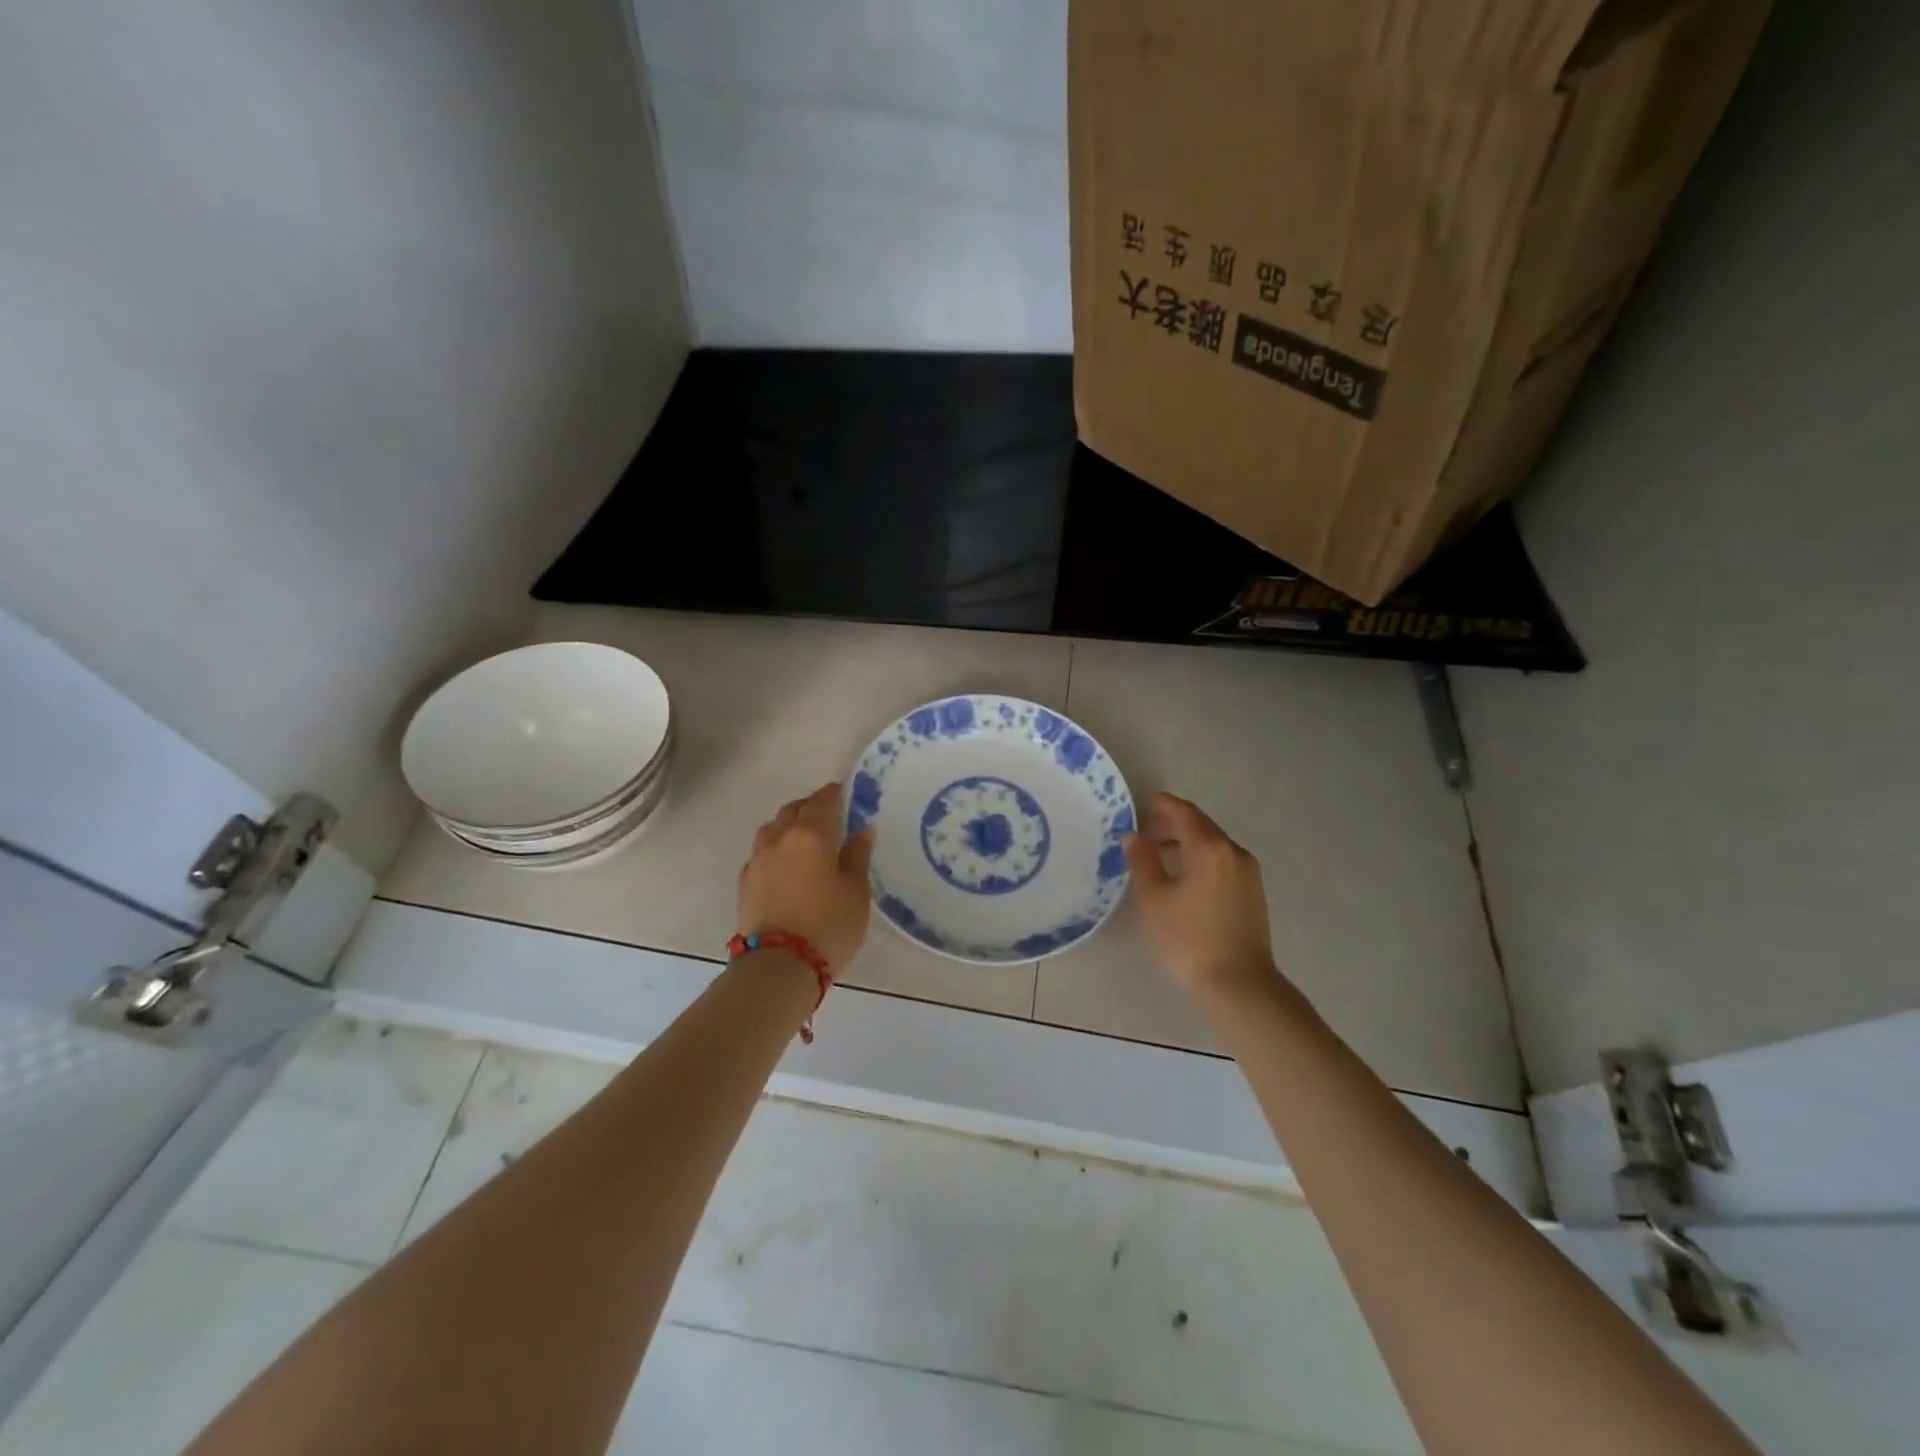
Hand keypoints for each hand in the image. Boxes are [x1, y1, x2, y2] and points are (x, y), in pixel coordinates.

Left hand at [737, 783, 875, 978]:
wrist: (779, 965)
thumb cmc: (828, 924)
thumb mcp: (856, 891)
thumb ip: (857, 856)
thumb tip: (862, 831)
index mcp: (809, 835)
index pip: (820, 803)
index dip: (831, 794)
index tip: (840, 790)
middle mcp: (779, 840)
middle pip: (791, 812)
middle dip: (807, 807)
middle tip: (823, 812)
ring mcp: (757, 862)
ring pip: (771, 830)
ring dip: (786, 825)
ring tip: (800, 834)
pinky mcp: (745, 884)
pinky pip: (760, 854)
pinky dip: (773, 849)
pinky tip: (782, 863)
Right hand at [1124, 793, 1285, 1003]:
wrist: (1239, 984)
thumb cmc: (1189, 938)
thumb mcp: (1154, 898)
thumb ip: (1143, 861)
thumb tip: (1134, 836)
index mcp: (1209, 847)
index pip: (1183, 813)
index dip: (1162, 805)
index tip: (1143, 804)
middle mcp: (1233, 851)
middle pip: (1201, 825)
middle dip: (1173, 823)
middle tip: (1145, 832)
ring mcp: (1248, 871)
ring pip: (1213, 843)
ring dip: (1187, 841)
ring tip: (1160, 855)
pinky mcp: (1253, 891)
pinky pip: (1223, 860)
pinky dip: (1201, 857)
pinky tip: (1185, 876)